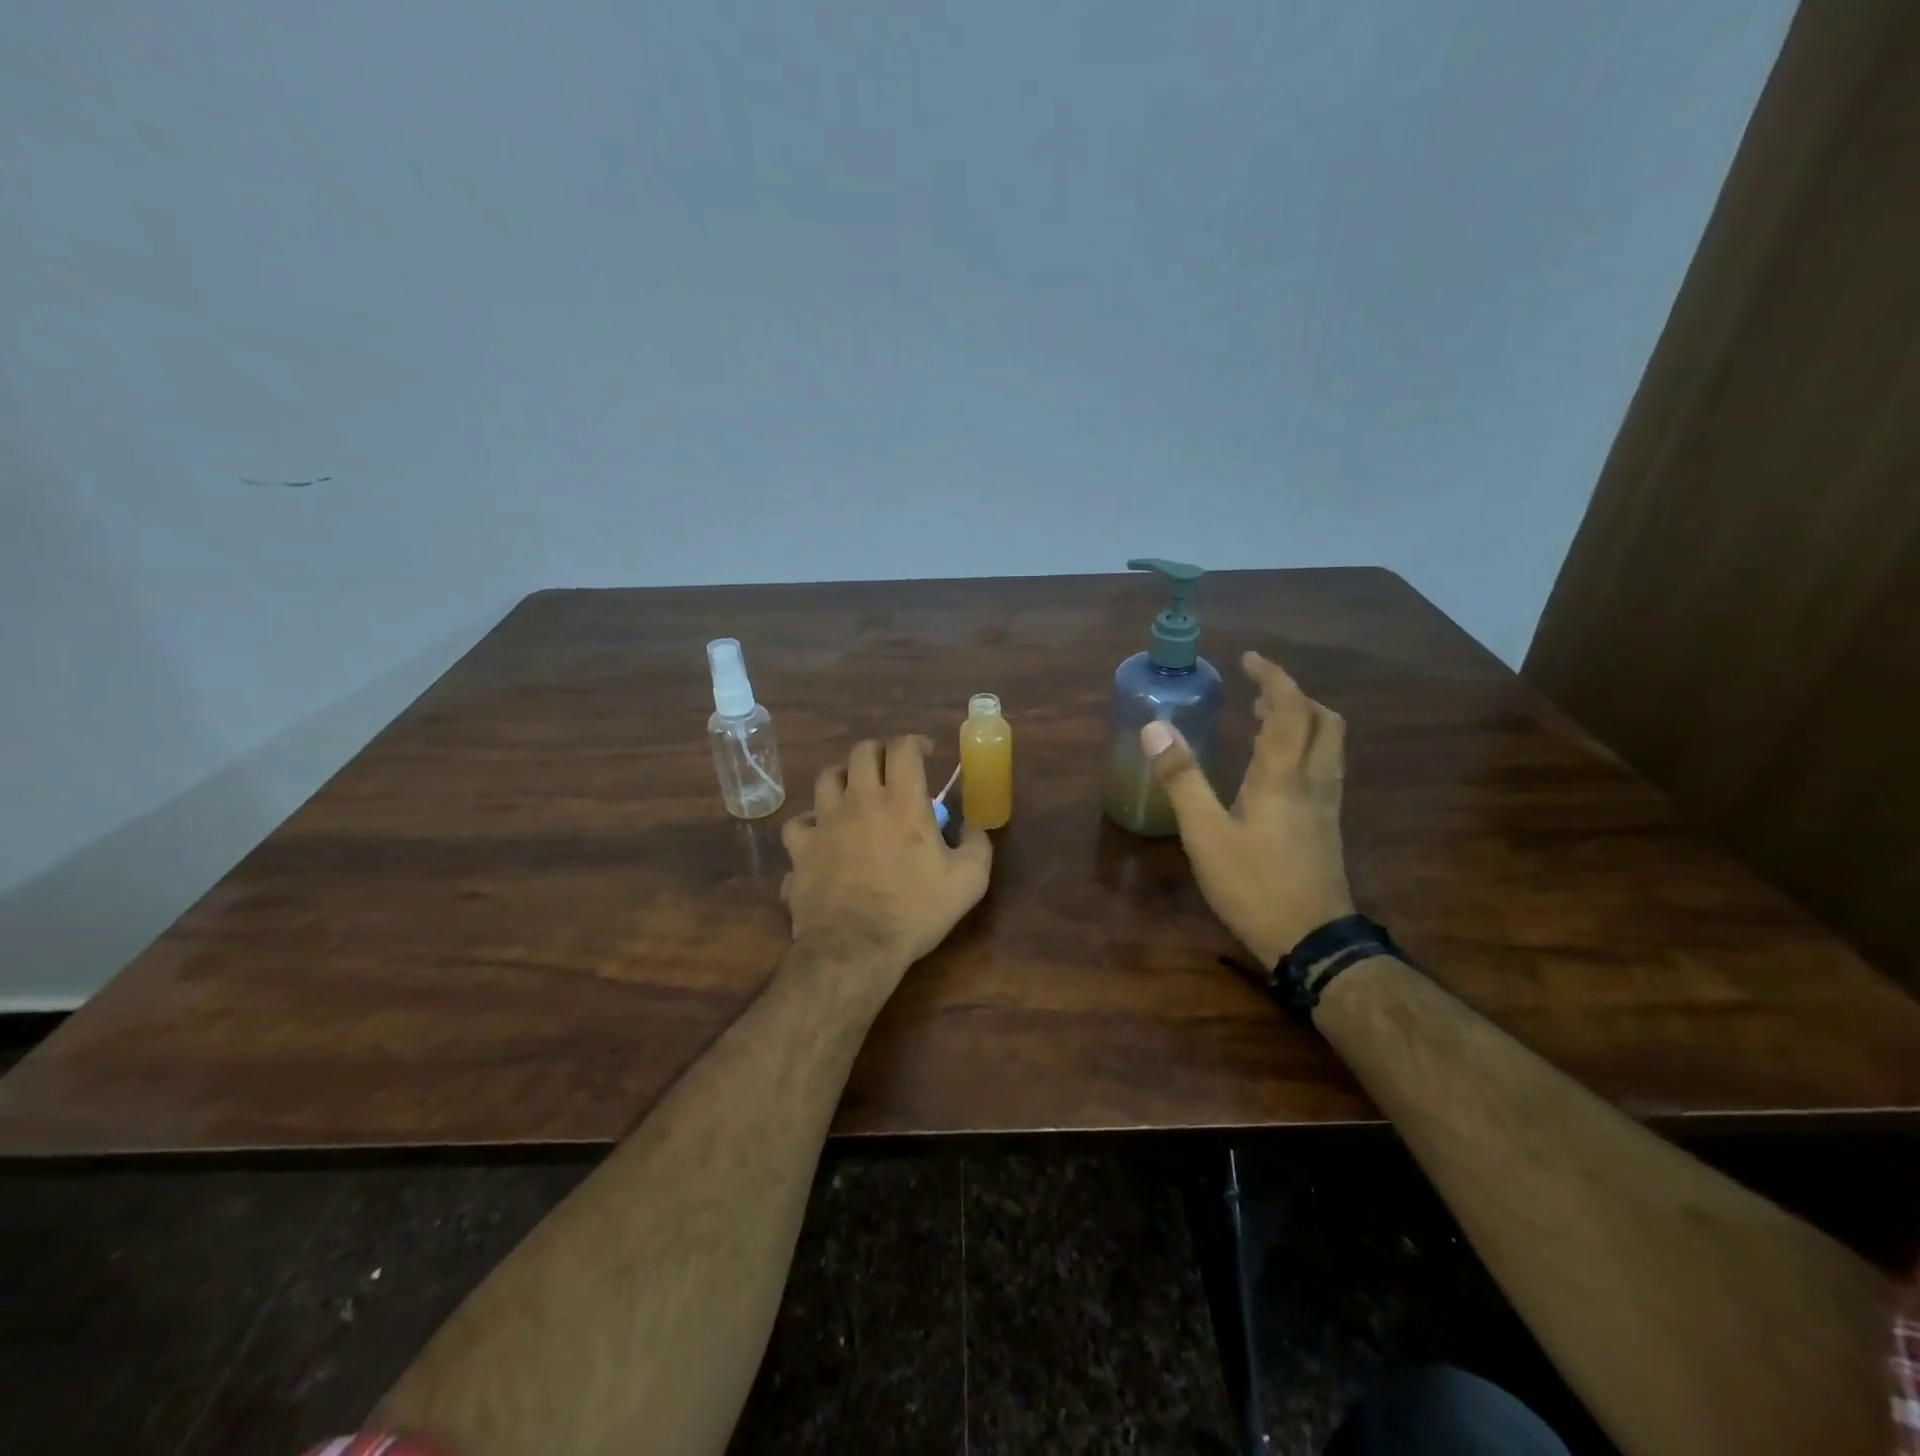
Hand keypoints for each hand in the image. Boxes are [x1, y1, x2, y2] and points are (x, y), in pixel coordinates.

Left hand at [781, 736, 993, 975]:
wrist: (855, 948)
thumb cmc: (914, 911)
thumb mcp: (968, 882)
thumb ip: (978, 846)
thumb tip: (976, 828)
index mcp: (902, 802)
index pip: (903, 748)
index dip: (915, 742)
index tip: (926, 752)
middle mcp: (860, 801)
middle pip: (862, 752)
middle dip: (879, 752)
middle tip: (891, 767)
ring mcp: (825, 822)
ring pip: (827, 777)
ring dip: (844, 777)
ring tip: (855, 791)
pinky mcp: (801, 848)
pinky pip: (799, 822)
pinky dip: (811, 822)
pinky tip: (820, 833)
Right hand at [1141, 651, 1354, 969]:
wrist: (1313, 943)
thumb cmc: (1254, 885)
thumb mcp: (1206, 834)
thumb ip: (1182, 779)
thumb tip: (1155, 728)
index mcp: (1284, 776)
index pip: (1290, 709)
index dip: (1273, 678)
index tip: (1249, 659)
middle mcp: (1314, 782)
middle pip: (1323, 722)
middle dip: (1294, 697)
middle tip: (1257, 693)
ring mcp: (1326, 806)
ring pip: (1328, 746)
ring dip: (1301, 722)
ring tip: (1262, 721)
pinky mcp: (1326, 828)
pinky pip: (1322, 769)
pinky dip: (1302, 750)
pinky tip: (1274, 771)